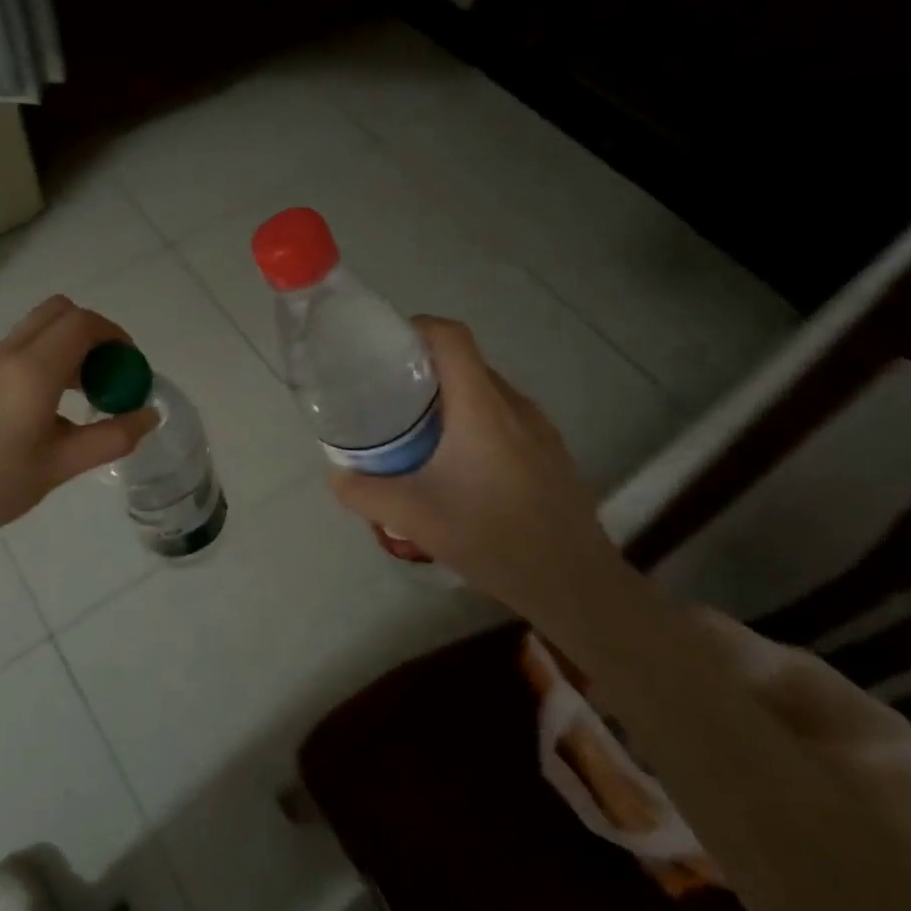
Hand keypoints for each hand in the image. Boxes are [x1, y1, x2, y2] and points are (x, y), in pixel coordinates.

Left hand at [0, 297, 156, 644]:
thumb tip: (149, 414)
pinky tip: (29, 417)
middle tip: (104, 376)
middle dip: (89, 333)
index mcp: (31, 370)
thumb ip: (110, 438)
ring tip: (73, 403)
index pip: (83, 323)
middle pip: (56, 312)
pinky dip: (33, 364)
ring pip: (30, 333)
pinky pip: (7, 354)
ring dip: (60, 349)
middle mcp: (3, 353)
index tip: (129, 367)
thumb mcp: (58, 468)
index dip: (115, 336)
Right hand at [328, 316, 622, 618]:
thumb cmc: (492, 537)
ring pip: (486, 392)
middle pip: (465, 362)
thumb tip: (336, 475)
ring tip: (418, 431)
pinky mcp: (551, 452)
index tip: (383, 347)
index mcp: (481, 408)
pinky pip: (504, 417)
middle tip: (387, 396)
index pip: (451, 337)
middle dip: (423, 368)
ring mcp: (539, 429)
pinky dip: (474, 422)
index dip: (416, 327)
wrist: (574, 583)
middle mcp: (514, 406)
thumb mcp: (413, 517)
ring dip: (450, 399)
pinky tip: (459, 466)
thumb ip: (363, 492)